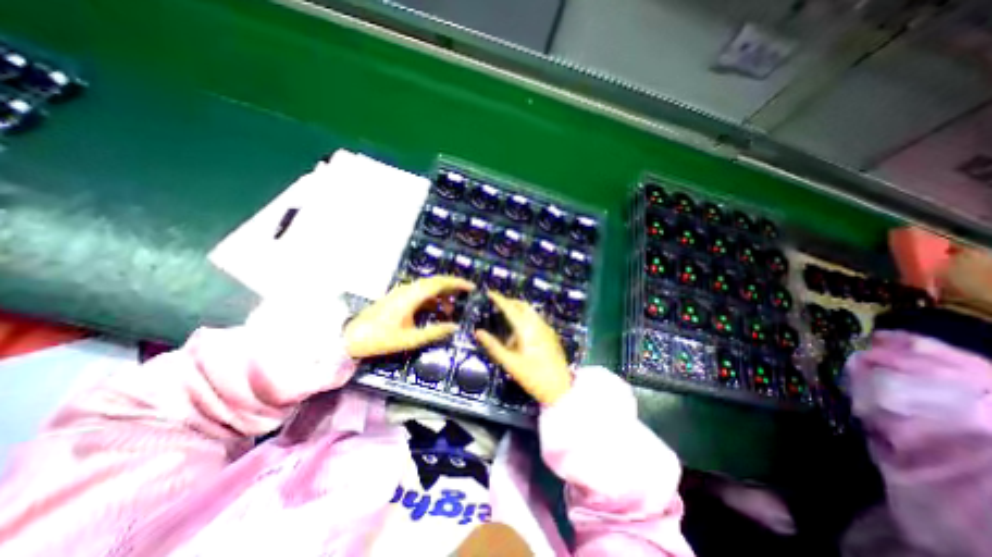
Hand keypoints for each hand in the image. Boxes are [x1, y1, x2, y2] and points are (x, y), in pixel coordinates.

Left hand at [345, 276, 475, 358]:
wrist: (350, 337)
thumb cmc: (380, 339)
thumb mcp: (409, 339)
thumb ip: (434, 332)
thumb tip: (455, 327)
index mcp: (411, 296)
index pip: (439, 283)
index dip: (457, 283)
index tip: (471, 287)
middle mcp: (408, 290)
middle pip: (435, 282)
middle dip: (452, 288)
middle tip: (467, 297)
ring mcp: (402, 292)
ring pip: (428, 288)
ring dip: (442, 295)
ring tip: (452, 310)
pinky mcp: (398, 298)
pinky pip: (420, 294)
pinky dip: (432, 300)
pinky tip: (437, 312)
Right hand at [473, 291, 572, 403]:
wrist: (560, 388)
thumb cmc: (532, 376)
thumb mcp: (509, 363)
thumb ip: (493, 346)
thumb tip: (478, 332)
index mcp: (526, 328)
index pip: (510, 308)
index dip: (499, 299)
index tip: (489, 292)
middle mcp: (538, 324)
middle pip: (522, 305)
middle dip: (510, 302)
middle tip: (497, 304)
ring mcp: (547, 329)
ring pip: (531, 311)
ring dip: (519, 310)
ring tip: (507, 318)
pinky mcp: (551, 335)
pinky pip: (537, 319)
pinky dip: (526, 318)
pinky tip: (521, 331)